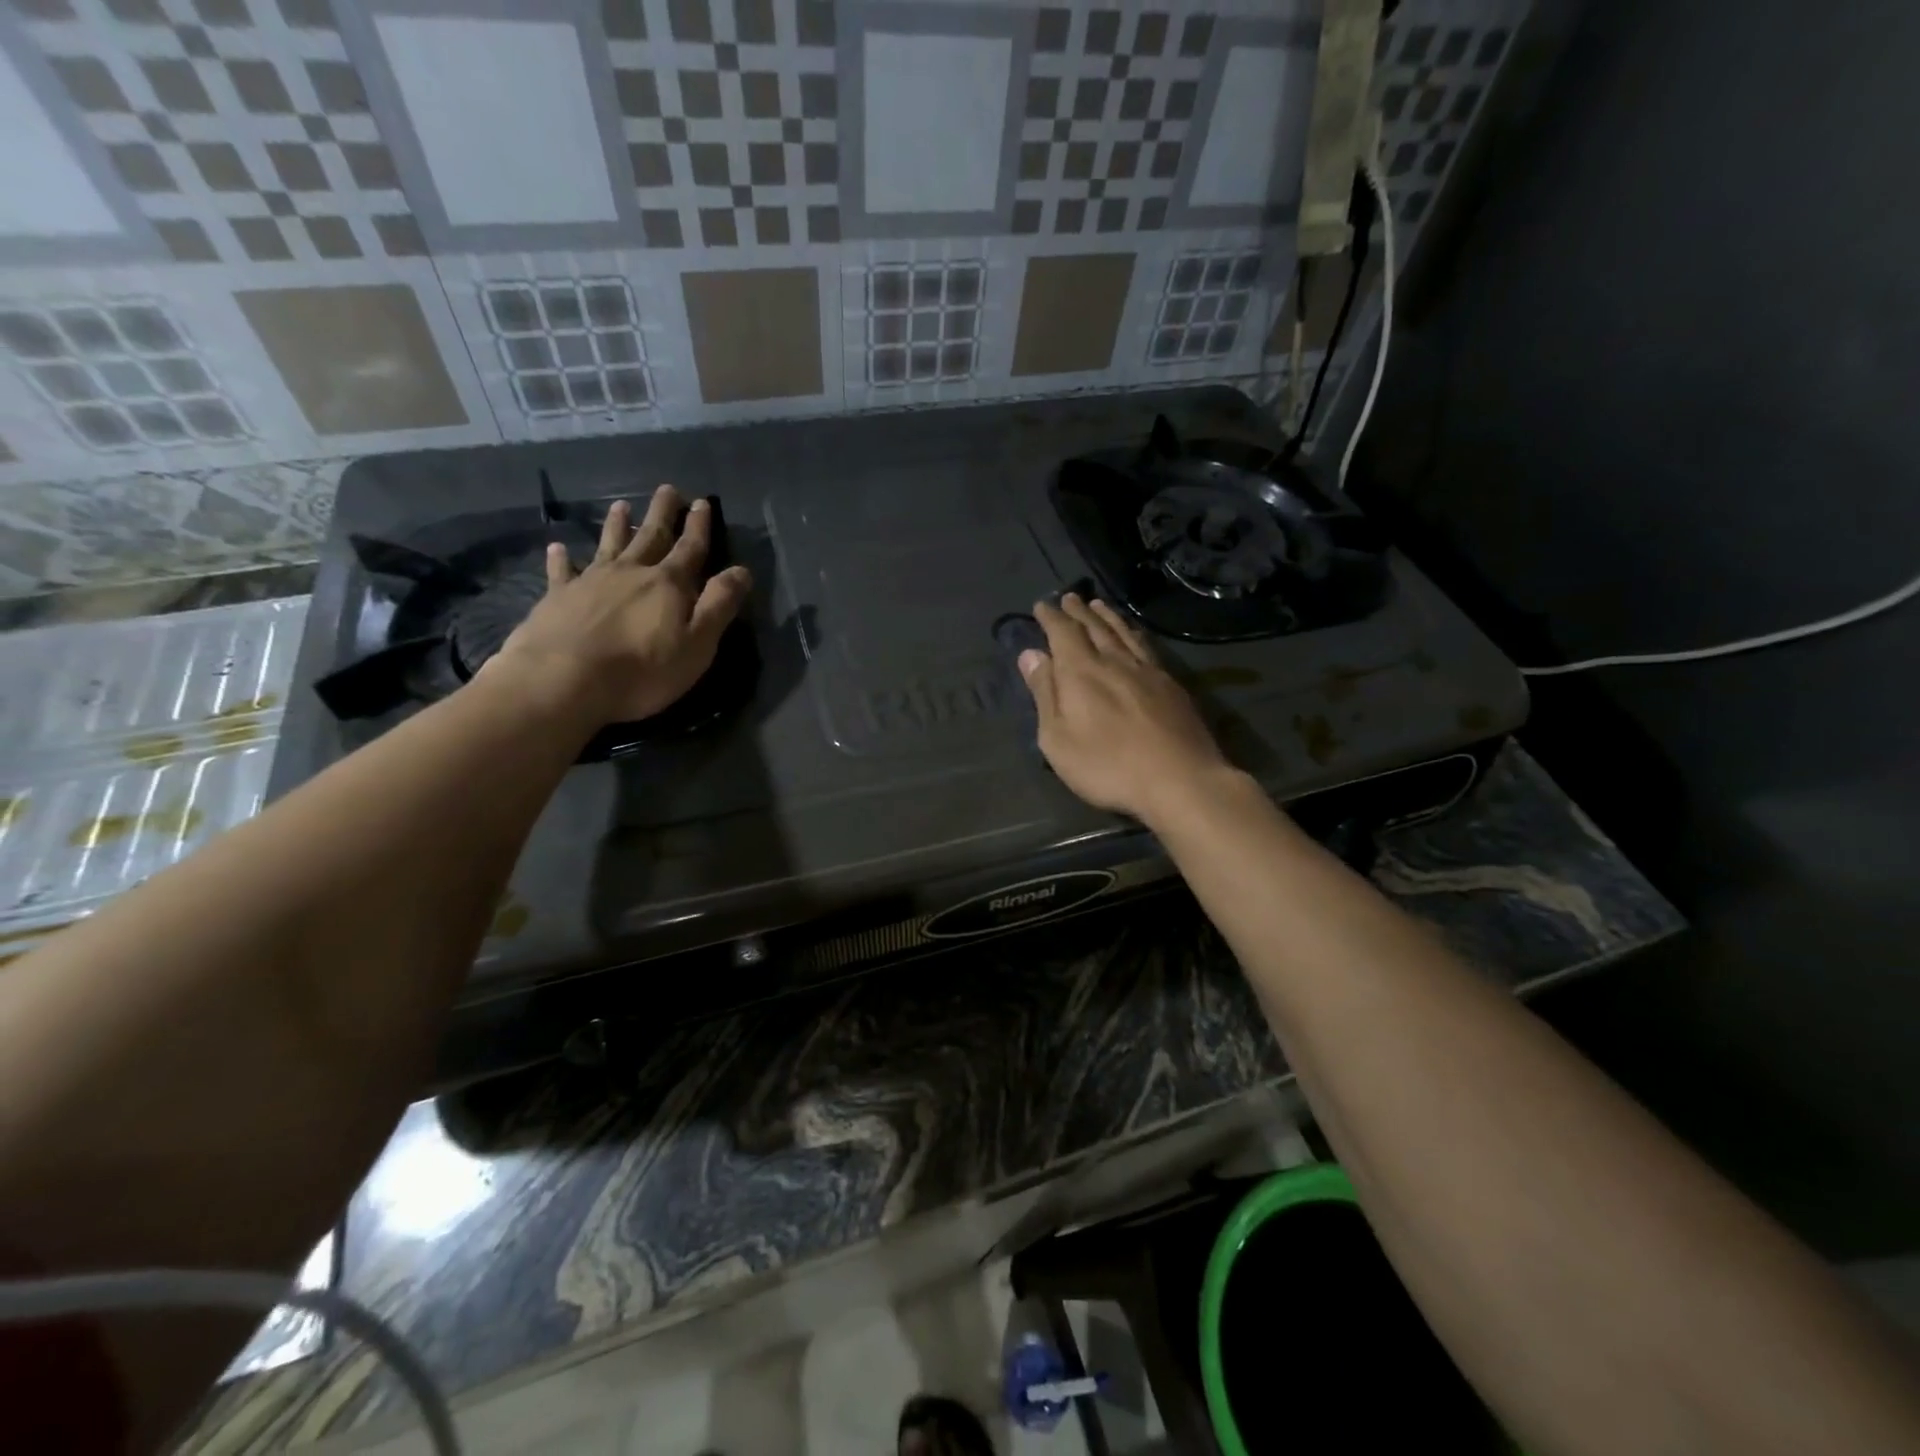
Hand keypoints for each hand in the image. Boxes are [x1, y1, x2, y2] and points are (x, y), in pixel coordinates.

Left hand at [488, 484, 752, 725]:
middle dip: (662, 513)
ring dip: (617, 525)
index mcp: (669, 584)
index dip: (698, 527)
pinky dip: (562, 558)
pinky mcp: (559, 597)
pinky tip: (558, 547)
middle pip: (651, 536)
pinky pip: (562, 571)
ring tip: (621, 505)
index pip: (690, 549)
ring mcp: (592, 581)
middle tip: (667, 489)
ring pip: (610, 545)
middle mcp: (632, 572)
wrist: (564, 680)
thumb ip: (720, 604)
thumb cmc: (643, 669)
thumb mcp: (698, 643)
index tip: (702, 502)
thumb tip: (742, 571)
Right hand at [1018, 594, 1232, 825]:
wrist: (1179, 779)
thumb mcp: (1058, 738)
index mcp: (1081, 672)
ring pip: (1123, 633)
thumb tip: (1031, 654)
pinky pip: (1146, 647)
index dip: (1051, 617)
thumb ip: (1044, 693)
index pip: (1062, 632)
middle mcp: (1114, 661)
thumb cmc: (1107, 766)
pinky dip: (1134, 634)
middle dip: (1078, 611)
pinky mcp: (1171, 685)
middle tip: (1069, 597)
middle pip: (1094, 627)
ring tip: (1099, 605)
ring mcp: (1147, 671)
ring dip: (1108, 617)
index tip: (1041, 605)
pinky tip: (1135, 636)